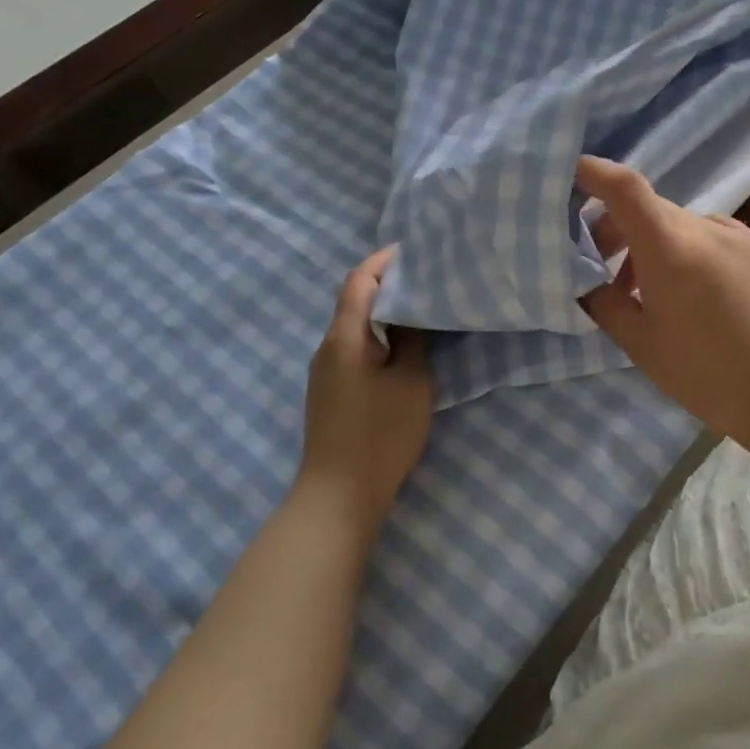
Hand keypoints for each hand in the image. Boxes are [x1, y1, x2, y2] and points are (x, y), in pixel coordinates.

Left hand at [298, 247, 433, 542]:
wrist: (337, 497)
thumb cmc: (380, 434)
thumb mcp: (410, 382)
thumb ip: (411, 340)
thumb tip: (410, 310)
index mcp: (344, 337)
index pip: (358, 281)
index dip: (383, 260)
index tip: (413, 251)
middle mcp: (327, 348)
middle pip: (353, 301)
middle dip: (386, 284)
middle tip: (425, 278)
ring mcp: (324, 372)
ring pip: (354, 326)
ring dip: (382, 312)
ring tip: (419, 307)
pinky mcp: (330, 392)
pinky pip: (353, 348)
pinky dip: (377, 336)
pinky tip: (401, 346)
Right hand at [578, 156, 749, 446]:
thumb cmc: (706, 371)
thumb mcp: (641, 345)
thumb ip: (605, 306)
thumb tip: (590, 285)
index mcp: (669, 247)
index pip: (626, 188)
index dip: (597, 173)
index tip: (576, 172)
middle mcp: (706, 228)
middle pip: (653, 211)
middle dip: (622, 231)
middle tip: (610, 272)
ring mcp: (742, 237)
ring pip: (686, 227)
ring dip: (662, 247)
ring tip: (662, 294)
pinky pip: (718, 240)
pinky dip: (697, 255)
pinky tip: (706, 298)